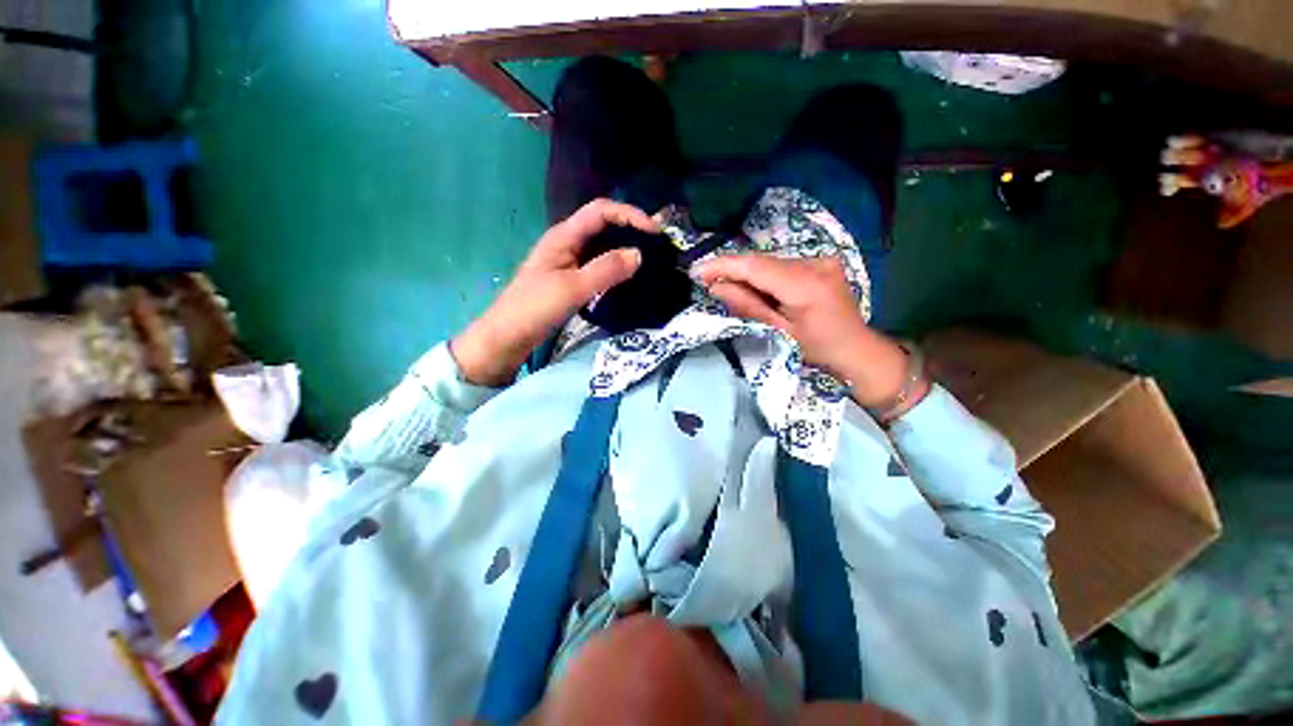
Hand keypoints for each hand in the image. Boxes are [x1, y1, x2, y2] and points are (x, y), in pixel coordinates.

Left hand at [452, 199, 657, 385]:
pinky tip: (628, 277)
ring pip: (602, 245)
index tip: (654, 232)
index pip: (601, 211)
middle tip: (657, 245)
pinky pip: (598, 264)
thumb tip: (639, 254)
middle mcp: (567, 242)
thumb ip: (606, 270)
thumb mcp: (573, 288)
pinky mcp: (571, 277)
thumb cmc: (535, 308)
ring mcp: (568, 260)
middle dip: (630, 229)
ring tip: (648, 259)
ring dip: (624, 248)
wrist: (508, 336)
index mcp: (564, 236)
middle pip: (603, 224)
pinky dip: (615, 266)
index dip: (629, 214)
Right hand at [694, 255, 926, 415]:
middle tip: (706, 281)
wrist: (858, 350)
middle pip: (762, 262)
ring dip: (747, 274)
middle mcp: (814, 263)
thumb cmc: (818, 350)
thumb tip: (716, 287)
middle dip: (732, 270)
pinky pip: (782, 266)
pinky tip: (756, 289)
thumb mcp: (779, 332)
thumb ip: (748, 306)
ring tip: (729, 288)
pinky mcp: (821, 263)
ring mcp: (820, 260)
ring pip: (770, 263)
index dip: (723, 266)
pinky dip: (764, 275)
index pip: (755, 266)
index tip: (697, 271)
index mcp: (805, 285)